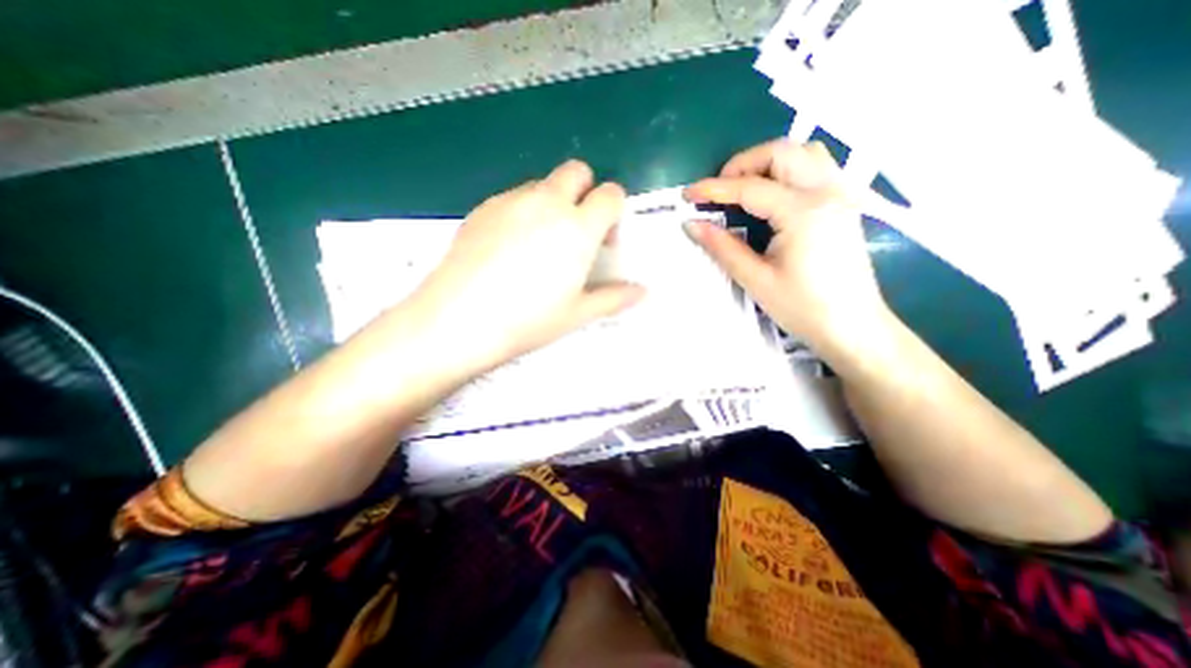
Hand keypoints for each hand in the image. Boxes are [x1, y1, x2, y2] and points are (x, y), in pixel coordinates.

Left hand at [415, 160, 646, 373]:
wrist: (459, 319)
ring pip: (543, 183)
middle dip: (585, 192)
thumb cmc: (528, 319)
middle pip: (577, 171)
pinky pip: (514, 197)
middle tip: (577, 230)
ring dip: (553, 202)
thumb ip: (614, 297)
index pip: (610, 194)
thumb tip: (642, 292)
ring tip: (541, 242)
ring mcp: (511, 201)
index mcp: (578, 227)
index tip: (605, 237)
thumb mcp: (578, 313)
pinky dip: (523, 211)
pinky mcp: (483, 207)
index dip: (614, 210)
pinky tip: (509, 246)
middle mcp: (547, 203)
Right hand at [685, 140, 887, 352]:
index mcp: (803, 212)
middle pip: (781, 152)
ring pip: (803, 153)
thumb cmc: (803, 308)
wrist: (853, 327)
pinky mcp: (845, 203)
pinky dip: (789, 169)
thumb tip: (692, 225)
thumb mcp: (756, 280)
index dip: (713, 189)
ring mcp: (841, 194)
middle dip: (742, 165)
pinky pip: (816, 167)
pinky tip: (773, 194)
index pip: (749, 188)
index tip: (687, 194)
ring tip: (743, 189)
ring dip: (767, 163)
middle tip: (718, 192)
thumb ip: (723, 247)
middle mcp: (827, 191)